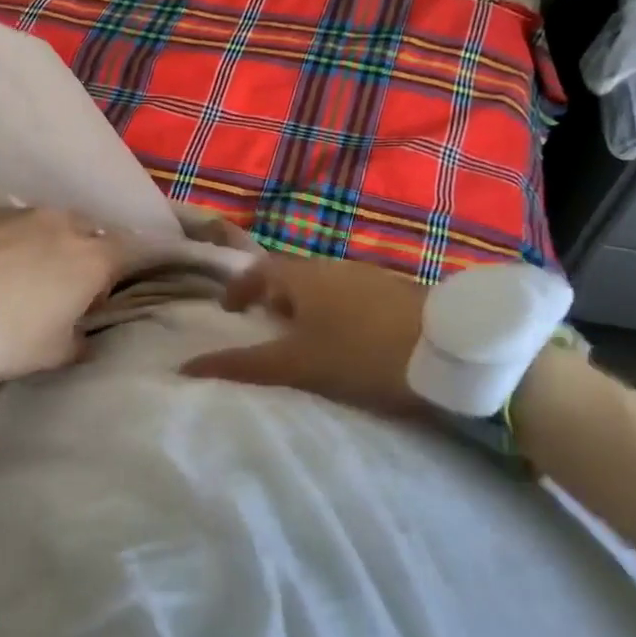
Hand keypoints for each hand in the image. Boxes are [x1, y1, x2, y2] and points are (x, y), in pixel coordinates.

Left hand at [0, 207, 129, 380]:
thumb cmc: (4, 337)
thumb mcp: (53, 355)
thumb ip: (80, 341)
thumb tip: (82, 334)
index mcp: (91, 258)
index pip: (132, 252)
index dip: (124, 272)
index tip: (104, 296)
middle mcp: (63, 224)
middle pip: (90, 234)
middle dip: (85, 256)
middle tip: (64, 289)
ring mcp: (21, 213)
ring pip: (50, 225)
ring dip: (47, 246)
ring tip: (22, 276)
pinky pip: (12, 224)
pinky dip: (12, 241)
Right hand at [181, 252, 426, 417]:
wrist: (450, 349)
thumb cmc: (361, 352)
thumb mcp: (297, 365)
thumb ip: (242, 366)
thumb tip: (185, 368)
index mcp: (304, 277)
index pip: (259, 270)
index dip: (240, 287)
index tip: (229, 309)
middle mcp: (335, 268)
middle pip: (293, 276)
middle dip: (275, 297)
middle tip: (267, 325)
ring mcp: (371, 276)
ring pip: (326, 286)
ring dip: (308, 306)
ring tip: (308, 337)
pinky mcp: (400, 292)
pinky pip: (353, 296)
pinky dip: (338, 312)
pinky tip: (352, 339)